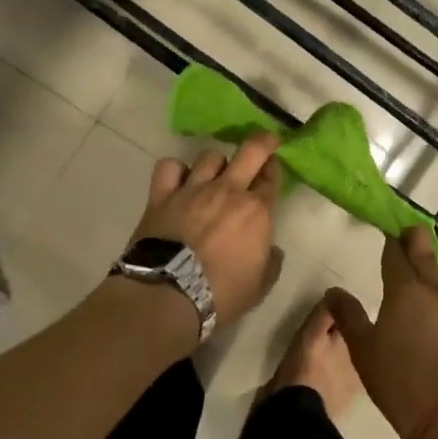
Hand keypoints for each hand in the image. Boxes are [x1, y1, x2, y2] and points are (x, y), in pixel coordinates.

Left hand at [133, 133, 283, 324]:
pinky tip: (179, 180)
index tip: (274, 168)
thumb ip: (271, 261)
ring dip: (217, 163)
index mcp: (256, 210)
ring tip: (215, 174)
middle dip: (262, 142)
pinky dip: (176, 170)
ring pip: (209, 156)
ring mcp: (193, 189)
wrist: (169, 295)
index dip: (275, 170)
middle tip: (265, 143)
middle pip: (250, 151)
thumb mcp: (260, 285)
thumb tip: (271, 250)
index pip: (272, 178)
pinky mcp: (162, 196)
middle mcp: (227, 191)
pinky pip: (169, 167)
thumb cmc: (222, 294)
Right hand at [327, 225, 437, 438]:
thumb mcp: (362, 349)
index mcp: (405, 289)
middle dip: (413, 239)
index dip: (389, 240)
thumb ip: (347, 315)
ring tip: (417, 282)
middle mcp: (434, 290)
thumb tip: (334, 291)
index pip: (396, 251)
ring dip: (430, 269)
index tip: (384, 232)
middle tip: (402, 239)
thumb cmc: (397, 381)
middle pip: (425, 249)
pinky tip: (434, 314)